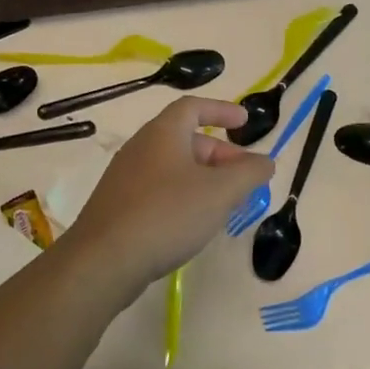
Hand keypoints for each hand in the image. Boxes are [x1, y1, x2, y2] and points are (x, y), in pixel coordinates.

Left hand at [61, 97, 273, 296]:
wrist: (103, 260)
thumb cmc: (166, 214)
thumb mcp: (219, 193)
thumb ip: (248, 173)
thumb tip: (266, 161)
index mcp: (162, 133)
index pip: (193, 107)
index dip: (221, 110)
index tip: (245, 123)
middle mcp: (141, 147)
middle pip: (186, 139)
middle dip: (220, 154)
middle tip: (244, 177)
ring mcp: (125, 177)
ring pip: (173, 167)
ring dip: (203, 178)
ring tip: (226, 203)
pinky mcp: (118, 206)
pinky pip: (158, 189)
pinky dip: (183, 196)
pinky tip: (194, 223)